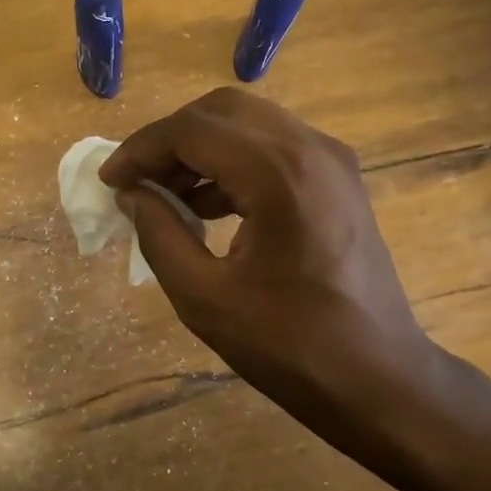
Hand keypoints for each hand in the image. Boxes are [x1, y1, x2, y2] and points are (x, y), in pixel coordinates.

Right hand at [100, 89, 430, 412]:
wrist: (380, 380)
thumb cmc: (291, 347)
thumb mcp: (205, 298)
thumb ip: (159, 235)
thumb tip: (130, 195)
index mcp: (279, 173)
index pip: (192, 129)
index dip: (141, 149)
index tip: (110, 180)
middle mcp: (310, 148)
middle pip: (222, 110)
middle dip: (171, 139)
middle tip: (138, 181)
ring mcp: (332, 159)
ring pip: (249, 122)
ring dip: (202, 148)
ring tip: (167, 195)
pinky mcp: (339, 178)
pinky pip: (274, 146)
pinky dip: (234, 162)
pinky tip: (209, 206)